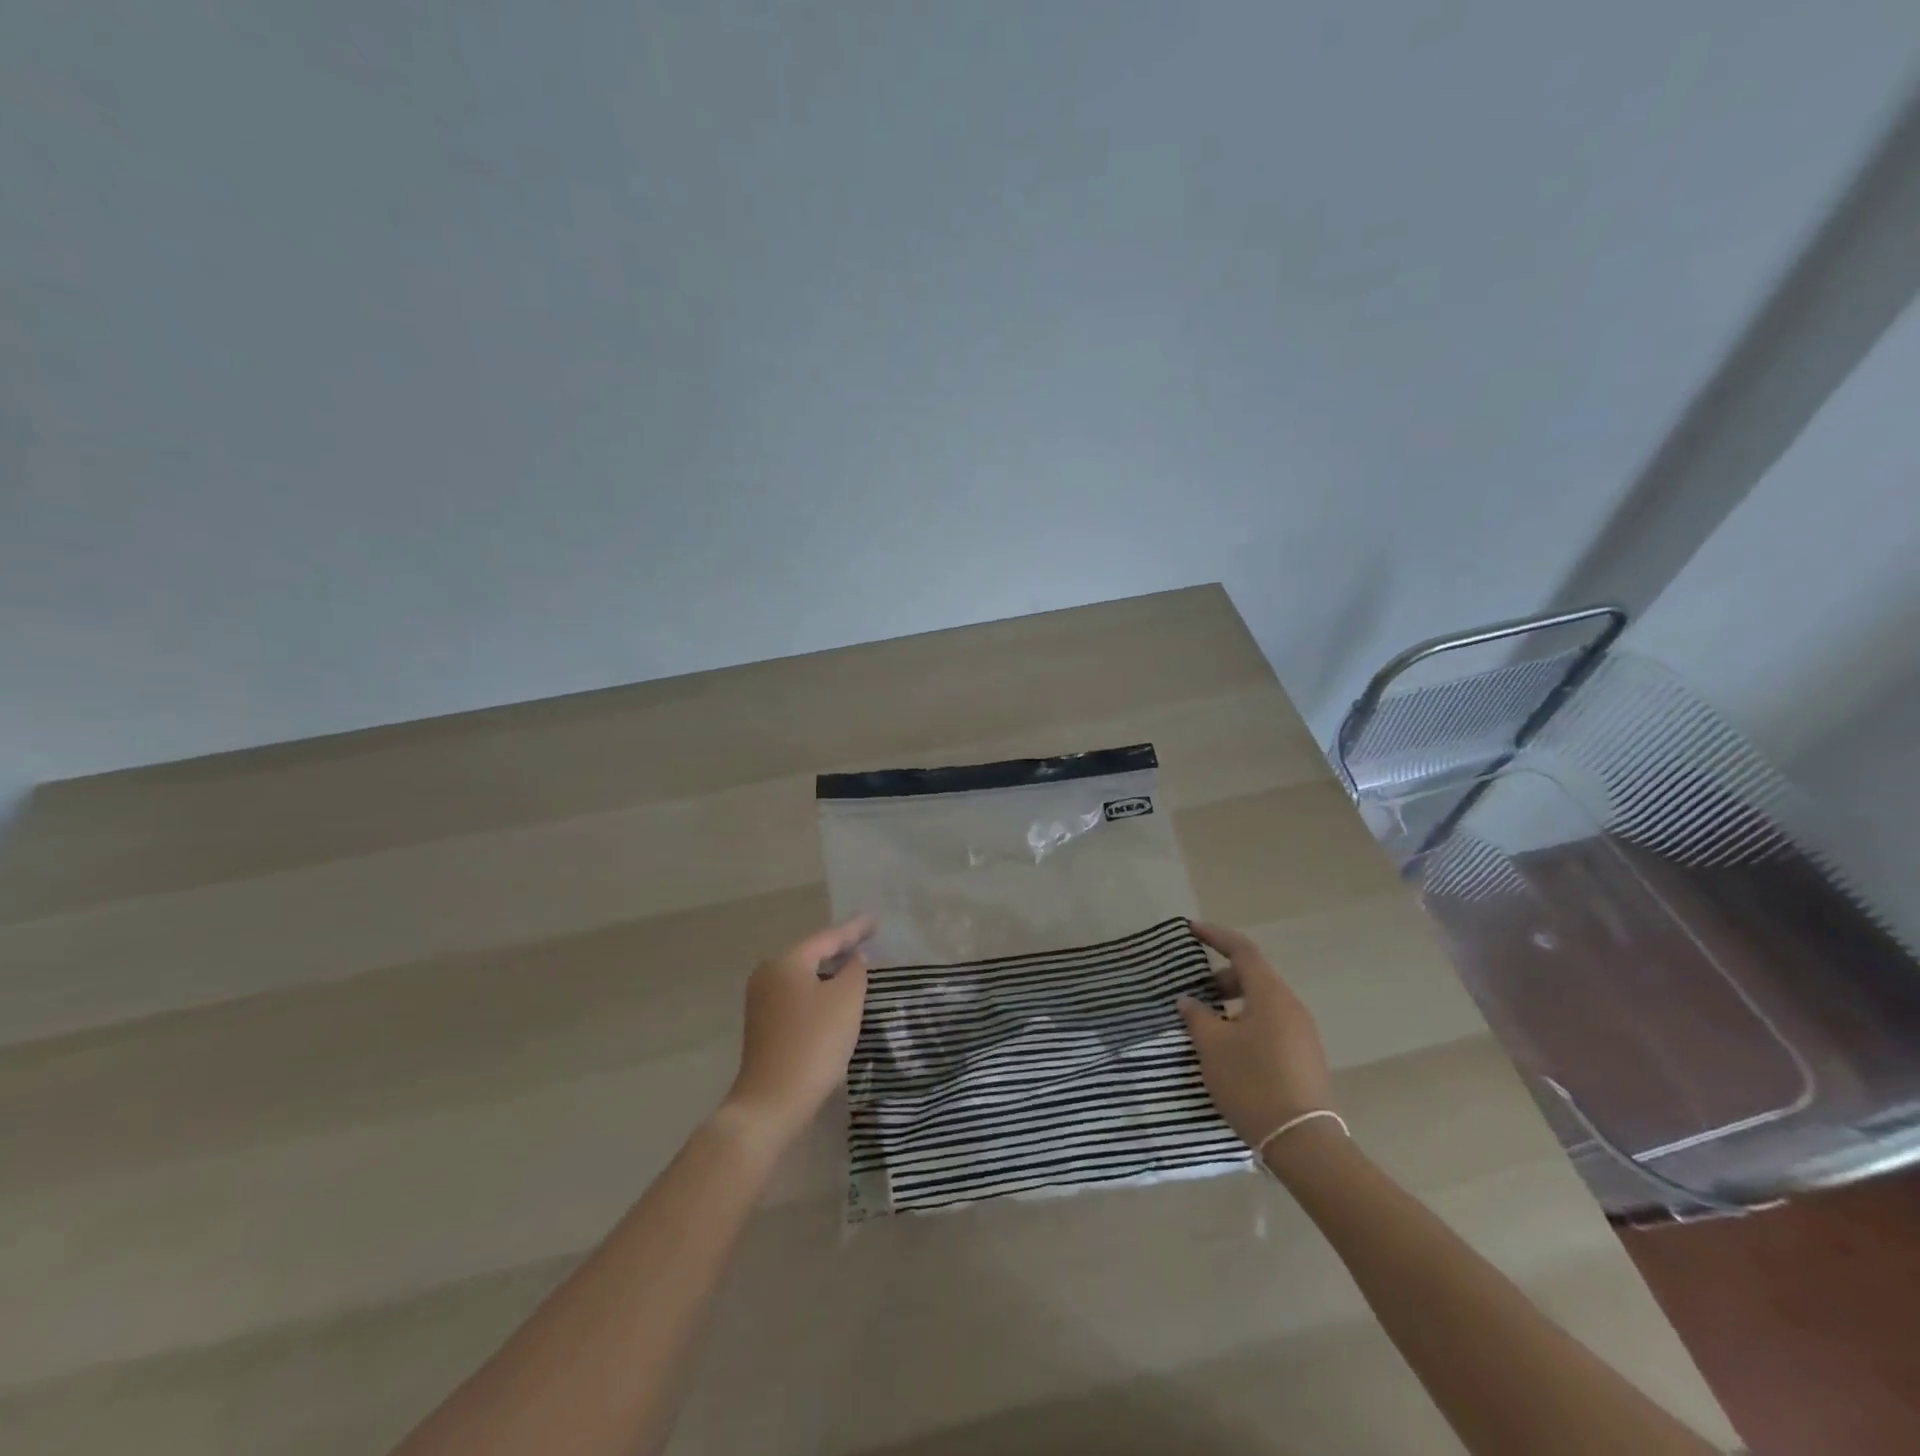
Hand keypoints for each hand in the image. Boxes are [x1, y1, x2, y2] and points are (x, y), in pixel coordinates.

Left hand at [720, 915, 873, 1149]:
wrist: (772, 1102)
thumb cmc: (813, 1043)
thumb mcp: (845, 1000)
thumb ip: (854, 970)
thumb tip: (852, 959)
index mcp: (786, 962)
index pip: (827, 937)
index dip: (855, 929)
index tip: (875, 921)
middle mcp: (768, 975)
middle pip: (812, 954)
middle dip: (840, 949)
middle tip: (868, 942)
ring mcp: (762, 1002)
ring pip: (805, 977)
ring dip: (830, 973)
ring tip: (857, 968)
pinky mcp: (764, 1026)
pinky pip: (798, 997)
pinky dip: (819, 993)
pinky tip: (836, 1000)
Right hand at [1176, 920, 1334, 1146]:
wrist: (1303, 1142)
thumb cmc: (1252, 1083)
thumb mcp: (1213, 1047)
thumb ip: (1197, 1016)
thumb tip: (1189, 1001)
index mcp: (1271, 995)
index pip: (1242, 950)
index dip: (1216, 936)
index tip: (1191, 930)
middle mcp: (1291, 1006)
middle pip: (1255, 976)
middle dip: (1222, 977)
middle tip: (1195, 991)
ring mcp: (1303, 1033)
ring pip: (1264, 1002)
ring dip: (1234, 1002)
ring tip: (1209, 1023)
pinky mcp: (1305, 1056)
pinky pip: (1272, 1024)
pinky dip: (1248, 1021)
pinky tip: (1231, 1048)